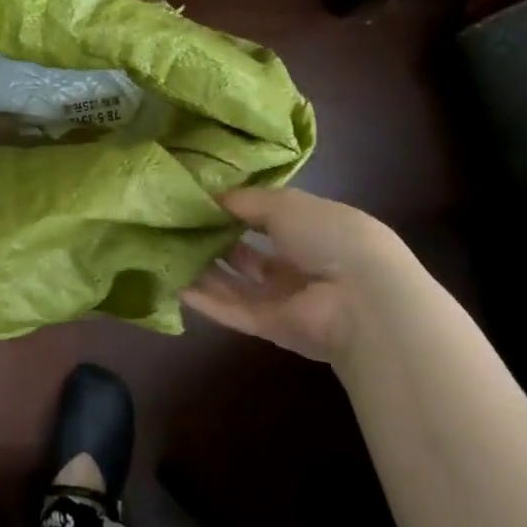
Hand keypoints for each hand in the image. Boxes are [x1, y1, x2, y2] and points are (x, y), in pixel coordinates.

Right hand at [181, 187, 417, 363]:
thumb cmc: (329, 236)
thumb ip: (245, 201)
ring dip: (204, 269)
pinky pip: (232, 310)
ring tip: (166, 252)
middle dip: (215, 240)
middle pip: (248, 253)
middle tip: (175, 226)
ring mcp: (284, 298)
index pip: (268, 217)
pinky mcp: (270, 328)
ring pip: (236, 283)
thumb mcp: (285, 204)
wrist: (361, 300)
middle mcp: (299, 263)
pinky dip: (204, 299)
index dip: (234, 209)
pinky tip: (173, 284)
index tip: (197, 200)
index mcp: (313, 228)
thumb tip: (210, 198)